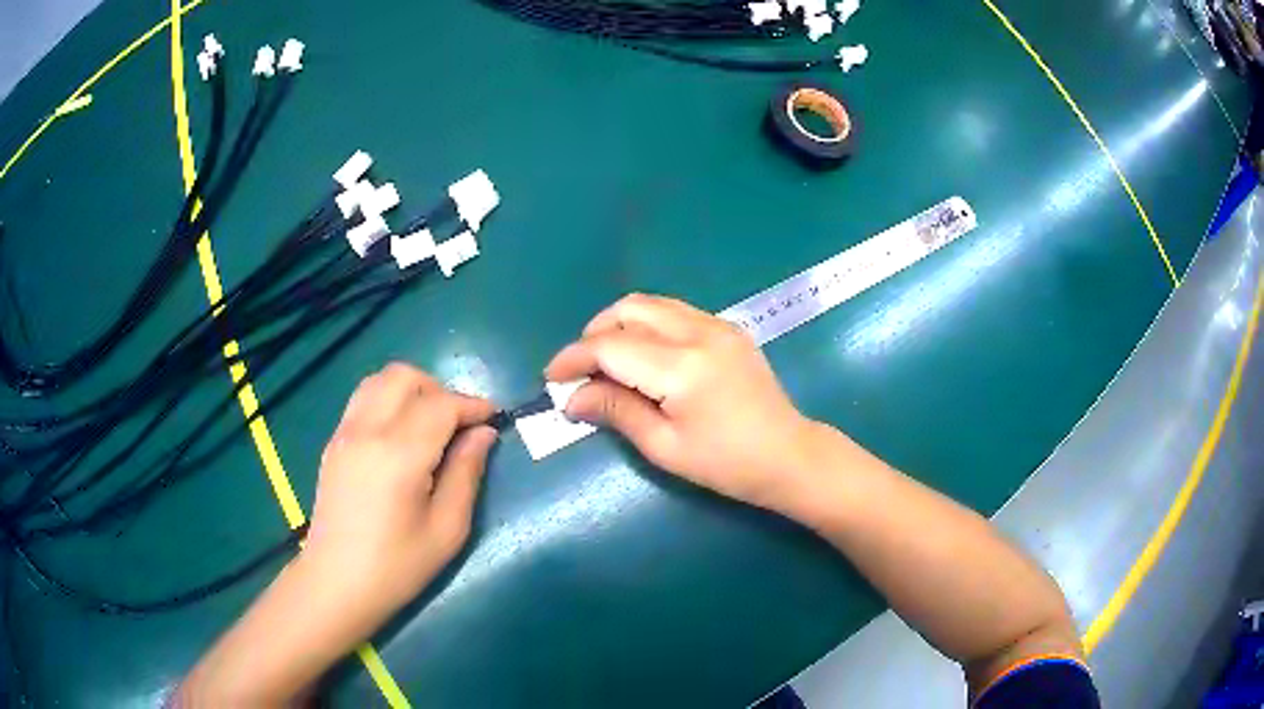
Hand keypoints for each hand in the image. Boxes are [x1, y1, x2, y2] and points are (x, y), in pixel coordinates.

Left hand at [302, 363, 497, 616]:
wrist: (336, 583)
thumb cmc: (398, 566)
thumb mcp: (447, 528)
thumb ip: (466, 473)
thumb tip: (483, 434)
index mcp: (400, 454)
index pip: (442, 405)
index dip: (472, 405)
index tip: (493, 417)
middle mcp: (368, 430)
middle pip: (405, 377)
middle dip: (440, 389)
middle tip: (459, 423)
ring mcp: (345, 433)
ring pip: (379, 380)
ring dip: (411, 390)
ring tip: (430, 424)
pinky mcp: (334, 443)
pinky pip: (362, 399)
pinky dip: (388, 400)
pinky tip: (401, 435)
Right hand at [546, 294, 818, 512]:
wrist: (788, 455)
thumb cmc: (726, 464)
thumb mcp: (664, 446)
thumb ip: (617, 411)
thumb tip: (573, 397)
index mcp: (681, 367)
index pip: (611, 345)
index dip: (574, 358)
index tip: (552, 378)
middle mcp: (698, 332)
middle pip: (629, 309)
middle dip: (594, 333)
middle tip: (581, 370)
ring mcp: (717, 325)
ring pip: (651, 304)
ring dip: (620, 324)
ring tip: (607, 362)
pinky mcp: (728, 328)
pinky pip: (674, 312)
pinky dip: (647, 325)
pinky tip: (644, 356)